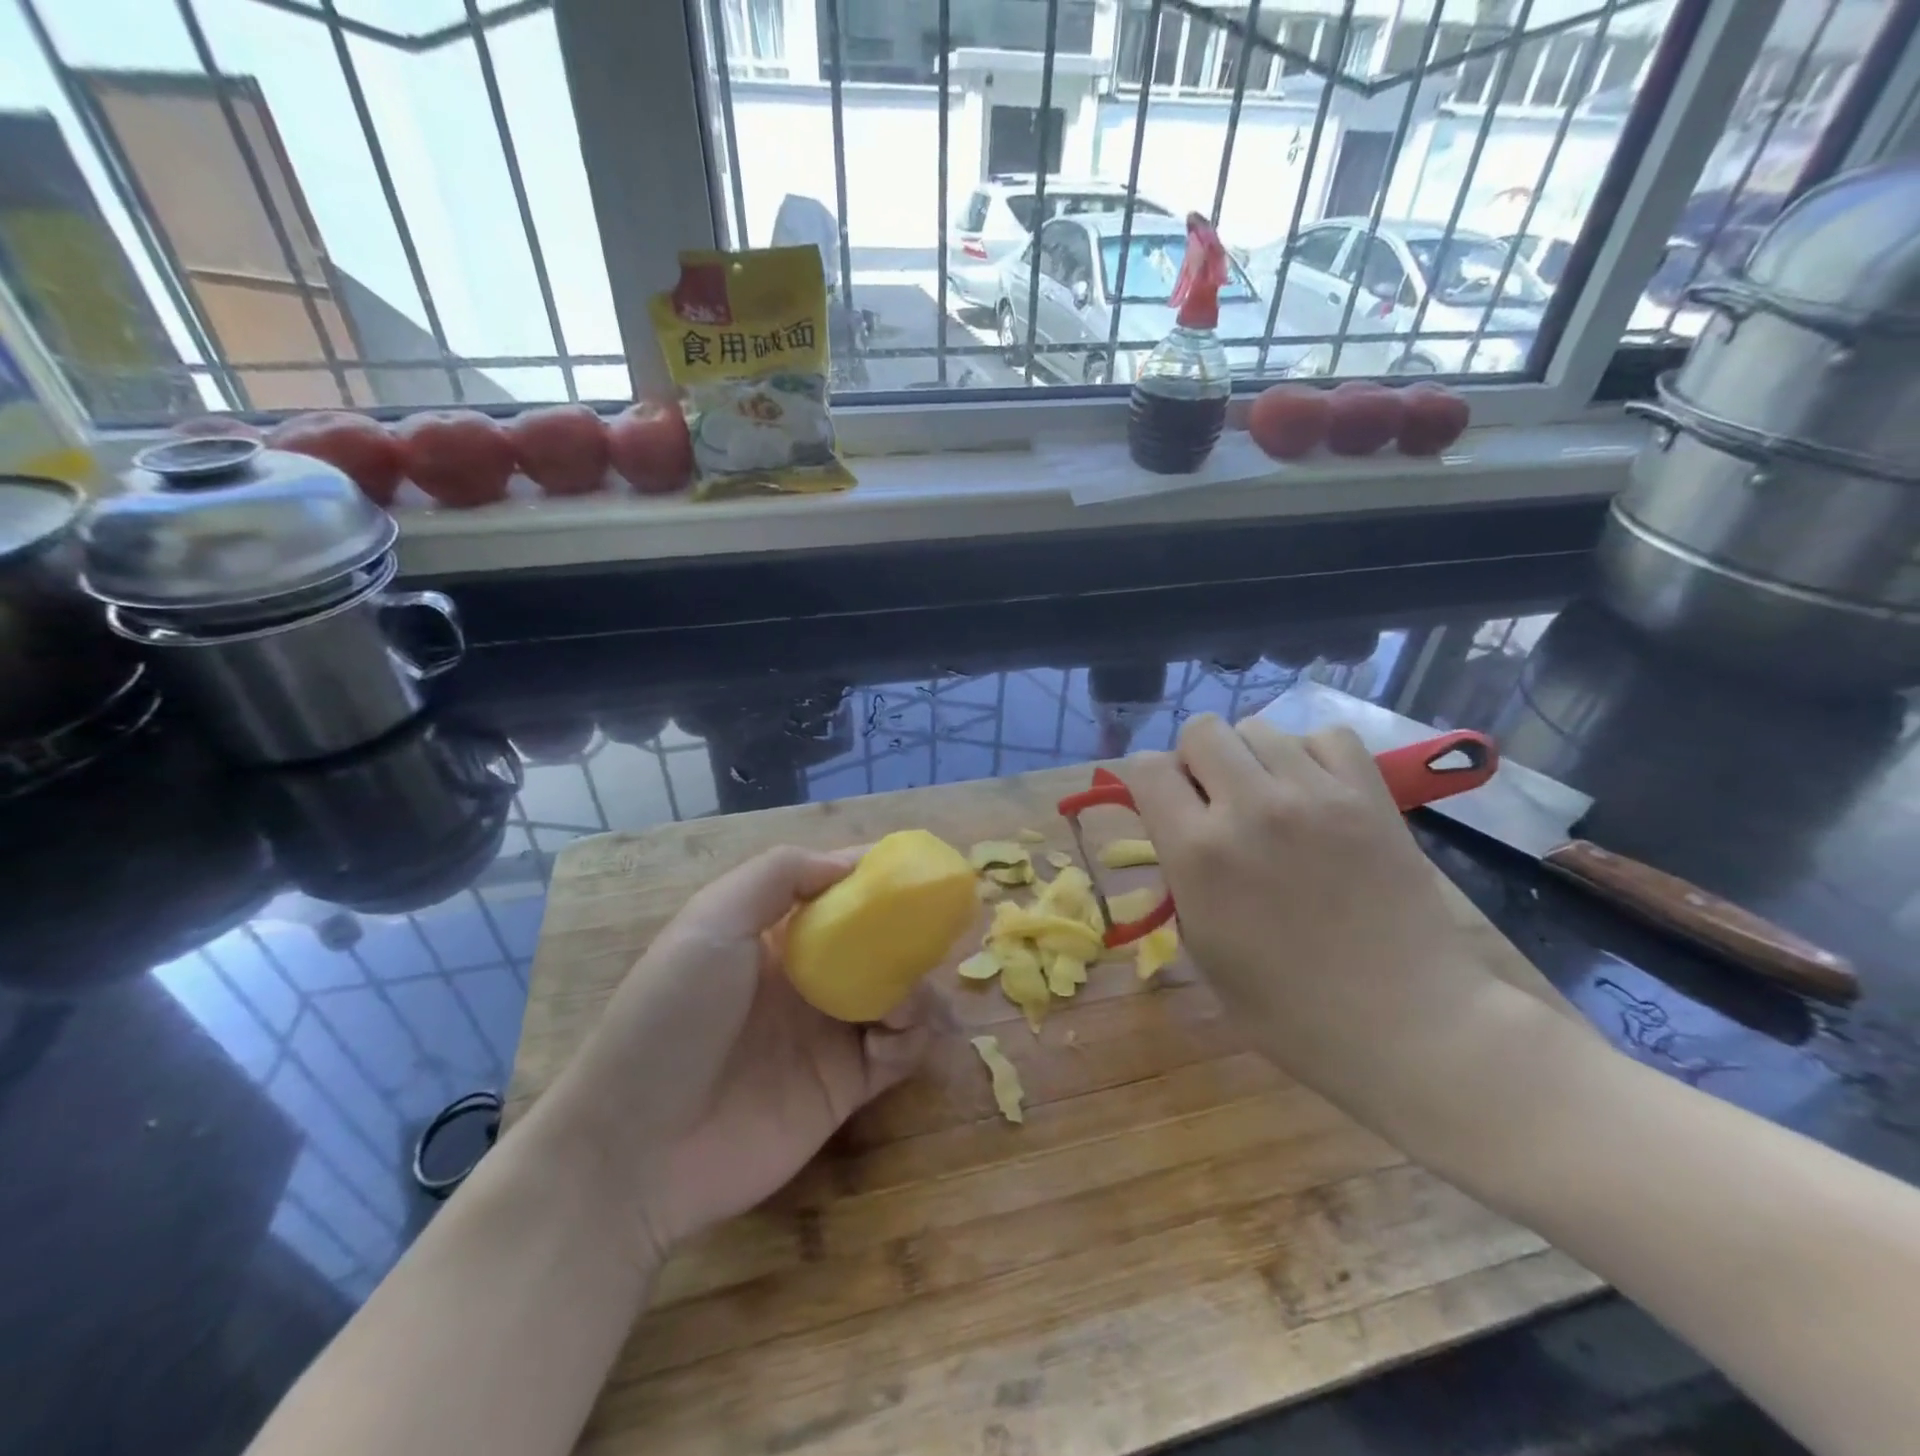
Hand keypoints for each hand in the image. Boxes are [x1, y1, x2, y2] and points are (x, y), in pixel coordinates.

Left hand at [537, 846, 931, 1263]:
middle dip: (909, 931)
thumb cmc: (671, 1015)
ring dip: (916, 986)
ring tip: (904, 997)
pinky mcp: (847, 1086)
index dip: (876, 876)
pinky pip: (901, 1050)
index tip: (916, 869)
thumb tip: (851, 864)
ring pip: (899, 993)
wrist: (636, 1148)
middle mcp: (807, 977)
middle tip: (933, 931)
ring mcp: (828, 1032)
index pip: (837, 891)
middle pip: (878, 941)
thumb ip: (780, 875)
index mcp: (774, 934)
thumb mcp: (713, 920)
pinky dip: (913, 1035)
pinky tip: (896, 1034)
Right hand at [1117, 715, 1521, 1133]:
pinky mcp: (1370, 796)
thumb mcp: (1202, 950)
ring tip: (1271, 799)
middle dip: (1197, 760)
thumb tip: (1178, 831)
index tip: (1162, 805)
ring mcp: (1315, 795)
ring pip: (1259, 727)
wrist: (1407, 1025)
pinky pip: (1326, 737)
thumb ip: (1181, 876)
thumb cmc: (1289, 1010)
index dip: (1146, 781)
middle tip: (1216, 801)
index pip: (1147, 768)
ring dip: (1251, 758)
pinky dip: (1311, 755)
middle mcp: (1250, 807)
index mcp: (1199, 852)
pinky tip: (1316, 794)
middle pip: (1202, 729)